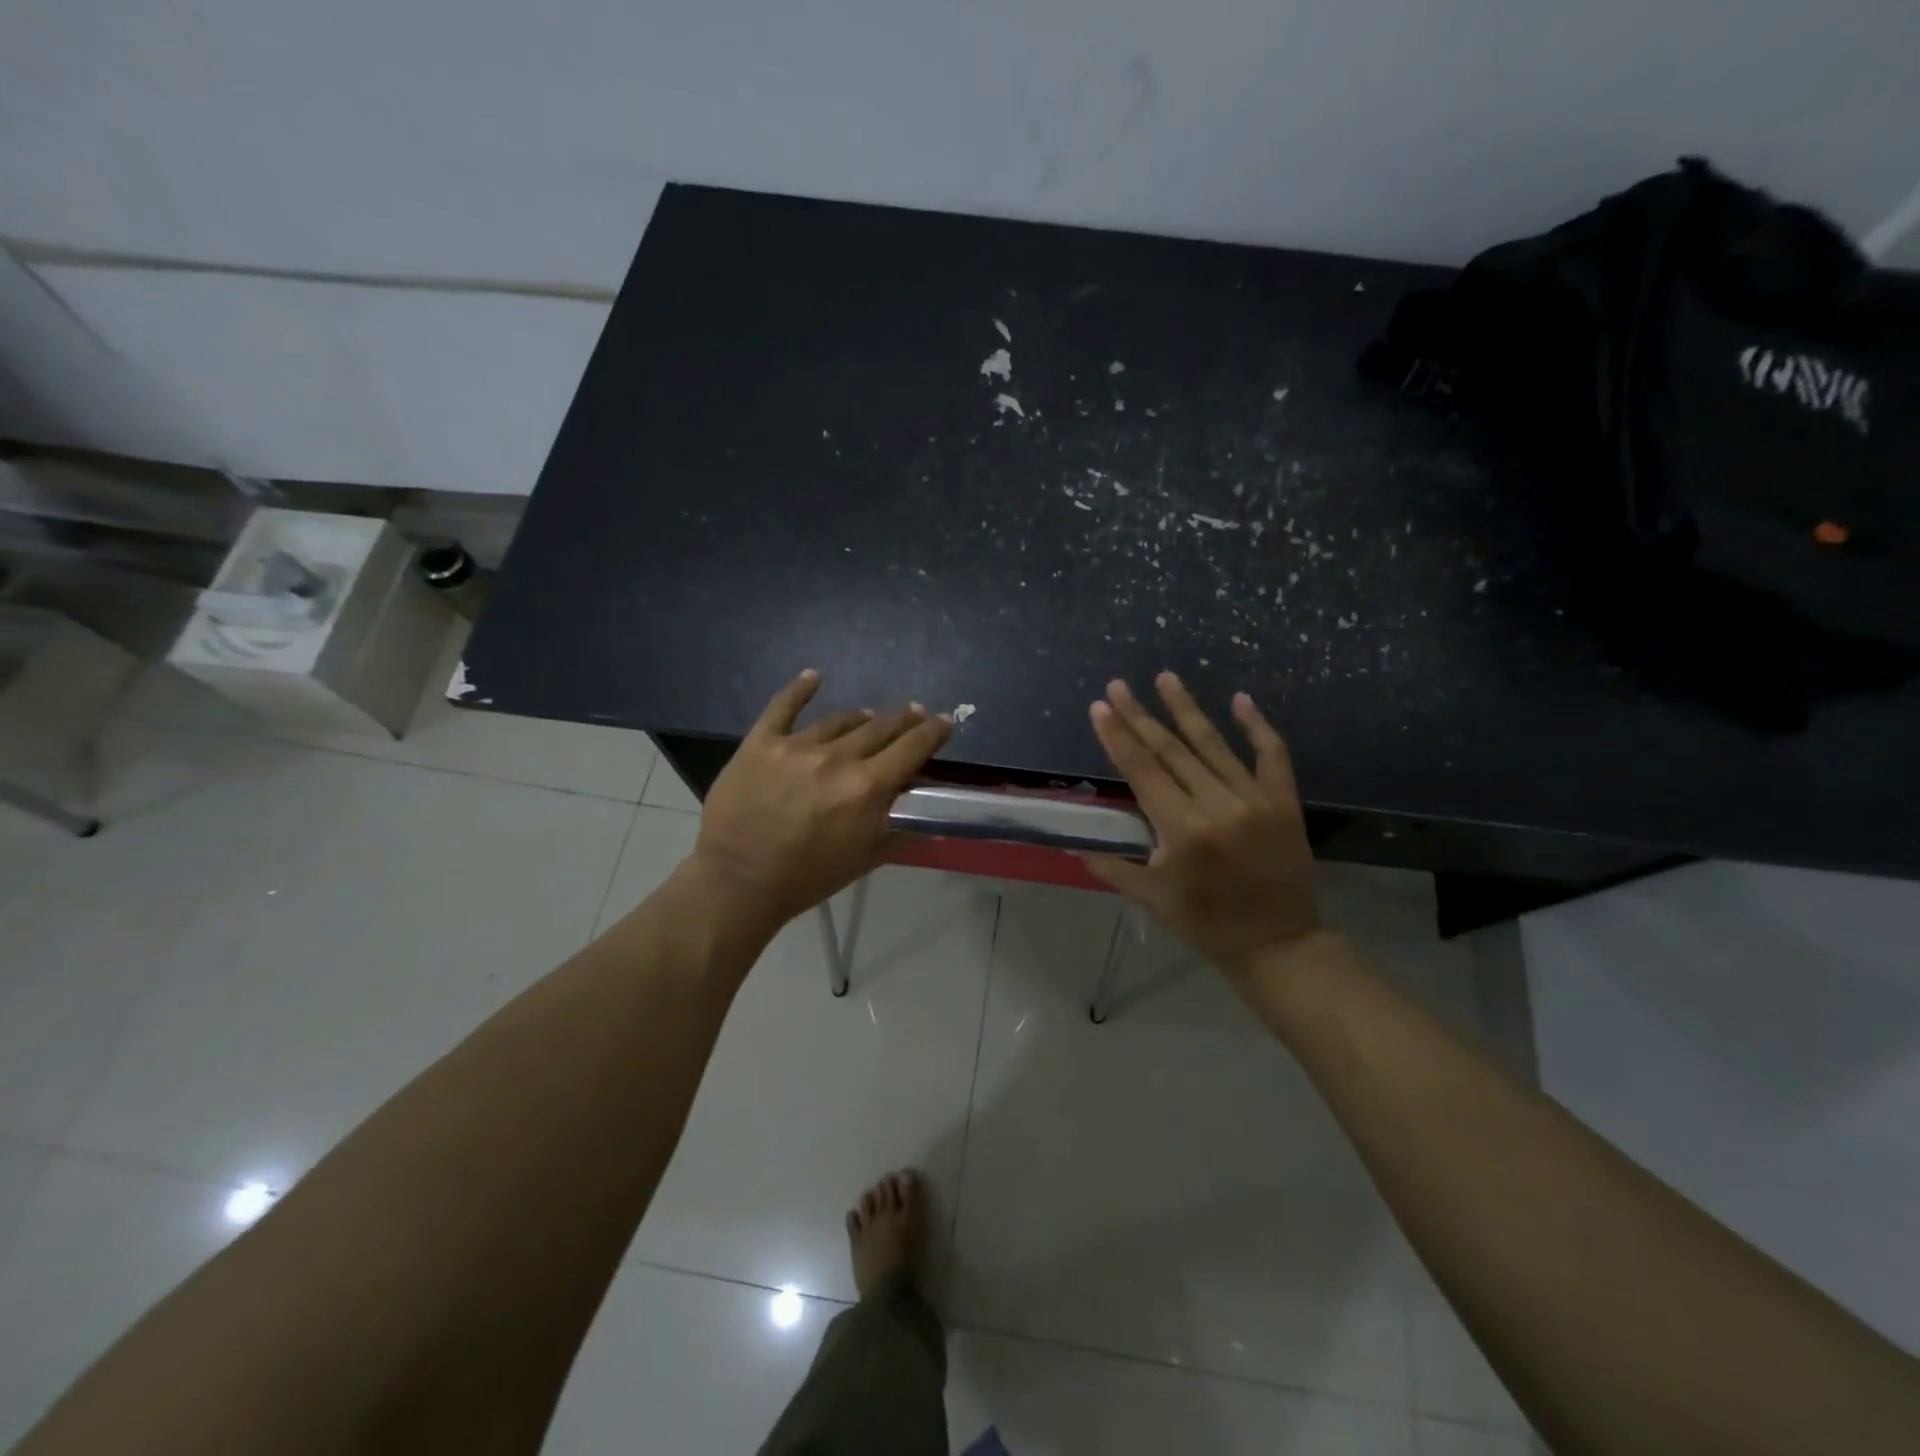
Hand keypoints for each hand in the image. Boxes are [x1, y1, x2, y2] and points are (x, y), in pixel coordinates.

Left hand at [691, 671, 952, 929]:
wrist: (739, 881)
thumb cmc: (808, 877)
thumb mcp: (866, 859)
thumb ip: (903, 832)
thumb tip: (936, 821)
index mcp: (867, 788)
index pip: (911, 749)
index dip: (932, 732)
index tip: (945, 721)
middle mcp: (837, 758)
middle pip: (879, 728)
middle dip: (902, 719)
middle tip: (913, 714)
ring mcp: (796, 746)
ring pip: (838, 720)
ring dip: (859, 717)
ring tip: (867, 716)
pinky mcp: (761, 743)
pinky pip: (782, 707)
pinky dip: (799, 690)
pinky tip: (813, 677)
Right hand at [1083, 673, 1322, 978]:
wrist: (1278, 943)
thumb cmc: (1206, 923)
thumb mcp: (1152, 898)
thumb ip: (1114, 867)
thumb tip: (1075, 847)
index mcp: (1182, 829)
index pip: (1141, 771)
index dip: (1117, 737)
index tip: (1100, 707)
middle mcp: (1217, 805)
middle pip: (1171, 750)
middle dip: (1140, 715)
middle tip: (1118, 685)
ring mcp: (1254, 799)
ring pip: (1214, 744)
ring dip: (1186, 709)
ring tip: (1166, 677)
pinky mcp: (1284, 800)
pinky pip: (1272, 754)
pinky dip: (1257, 725)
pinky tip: (1240, 699)